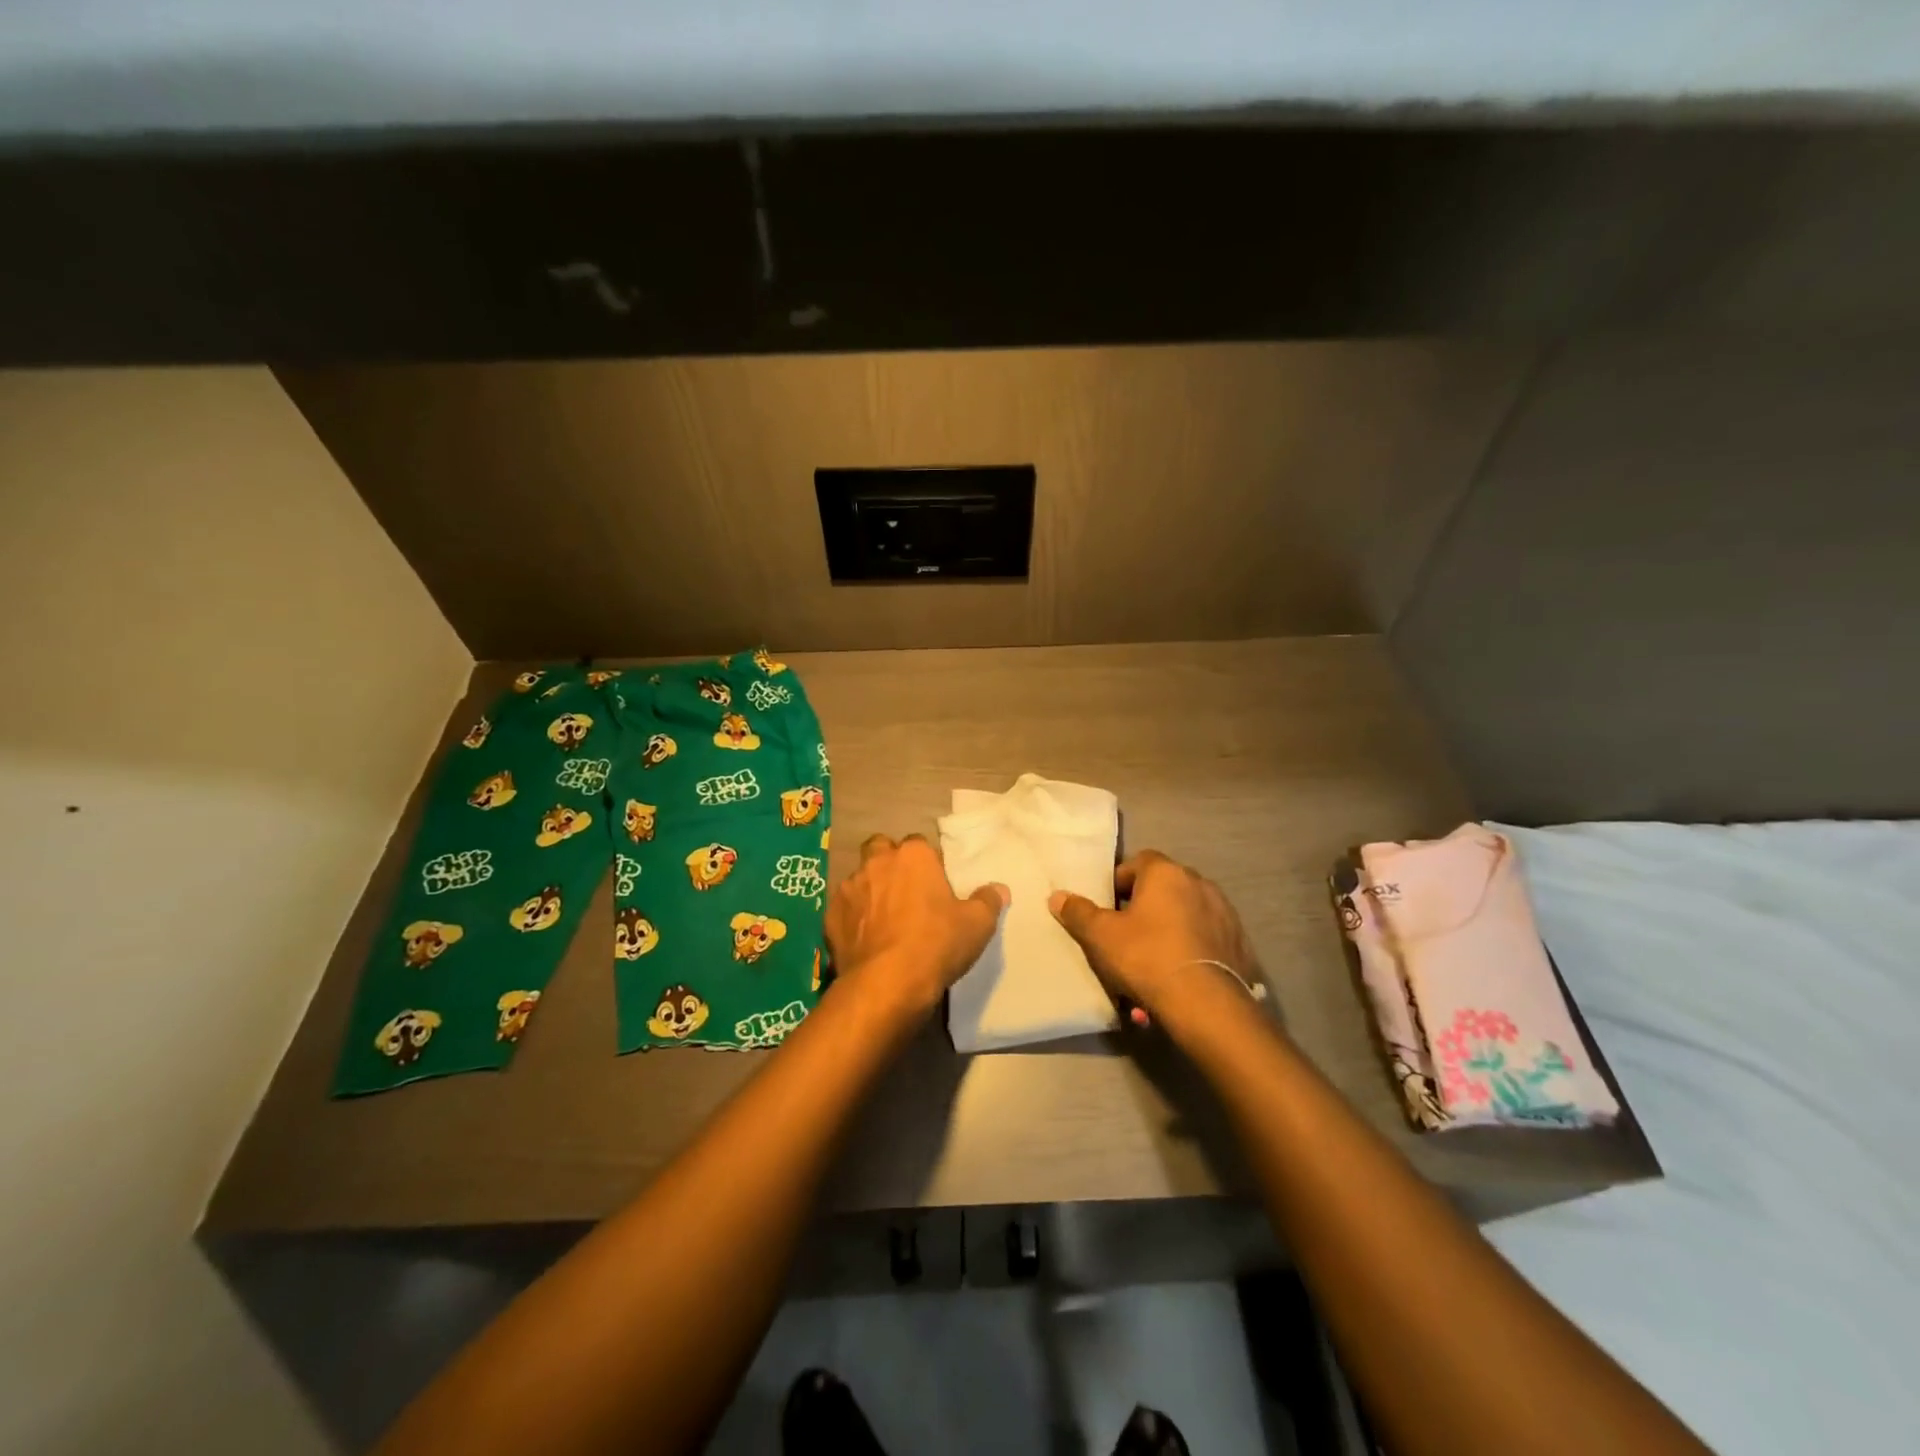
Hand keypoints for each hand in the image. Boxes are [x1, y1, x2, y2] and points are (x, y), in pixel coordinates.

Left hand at [826, 834, 1007, 1022]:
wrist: (887, 983)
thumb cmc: (937, 944)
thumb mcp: (977, 924)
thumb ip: (988, 901)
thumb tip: (999, 889)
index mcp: (913, 856)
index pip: (919, 843)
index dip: (926, 862)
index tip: (934, 884)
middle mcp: (878, 863)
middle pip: (881, 849)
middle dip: (889, 862)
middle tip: (904, 891)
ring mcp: (849, 888)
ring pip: (859, 878)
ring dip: (870, 891)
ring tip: (883, 919)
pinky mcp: (830, 916)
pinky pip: (843, 909)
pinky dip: (853, 918)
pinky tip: (864, 939)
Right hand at [1049, 850, 1259, 1021]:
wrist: (1207, 1004)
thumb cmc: (1147, 957)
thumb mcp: (1101, 936)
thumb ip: (1078, 912)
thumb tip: (1057, 896)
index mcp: (1166, 873)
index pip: (1139, 862)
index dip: (1119, 882)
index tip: (1108, 908)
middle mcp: (1199, 884)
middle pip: (1163, 889)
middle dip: (1144, 909)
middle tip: (1126, 937)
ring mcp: (1224, 913)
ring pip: (1185, 916)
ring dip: (1168, 932)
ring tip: (1151, 966)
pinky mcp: (1239, 943)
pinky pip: (1205, 940)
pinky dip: (1190, 952)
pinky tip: (1177, 979)